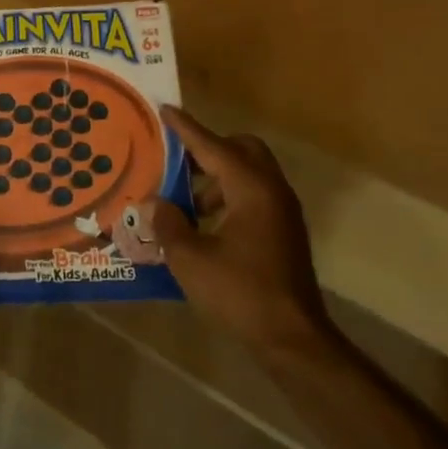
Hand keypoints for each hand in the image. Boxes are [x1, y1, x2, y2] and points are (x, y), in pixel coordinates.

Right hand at [142, 107, 336, 360]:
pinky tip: (204, 225)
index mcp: (250, 189)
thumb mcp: (190, 259)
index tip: (165, 110)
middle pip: (242, 149)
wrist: (292, 338)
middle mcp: (272, 191)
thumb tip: (155, 203)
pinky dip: (229, 196)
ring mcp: (282, 211)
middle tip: (177, 162)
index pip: (212, 146)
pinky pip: (254, 195)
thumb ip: (169, 224)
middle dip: (209, 148)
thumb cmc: (240, 293)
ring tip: (184, 202)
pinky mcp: (284, 231)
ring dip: (217, 177)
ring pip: (249, 173)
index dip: (186, 129)